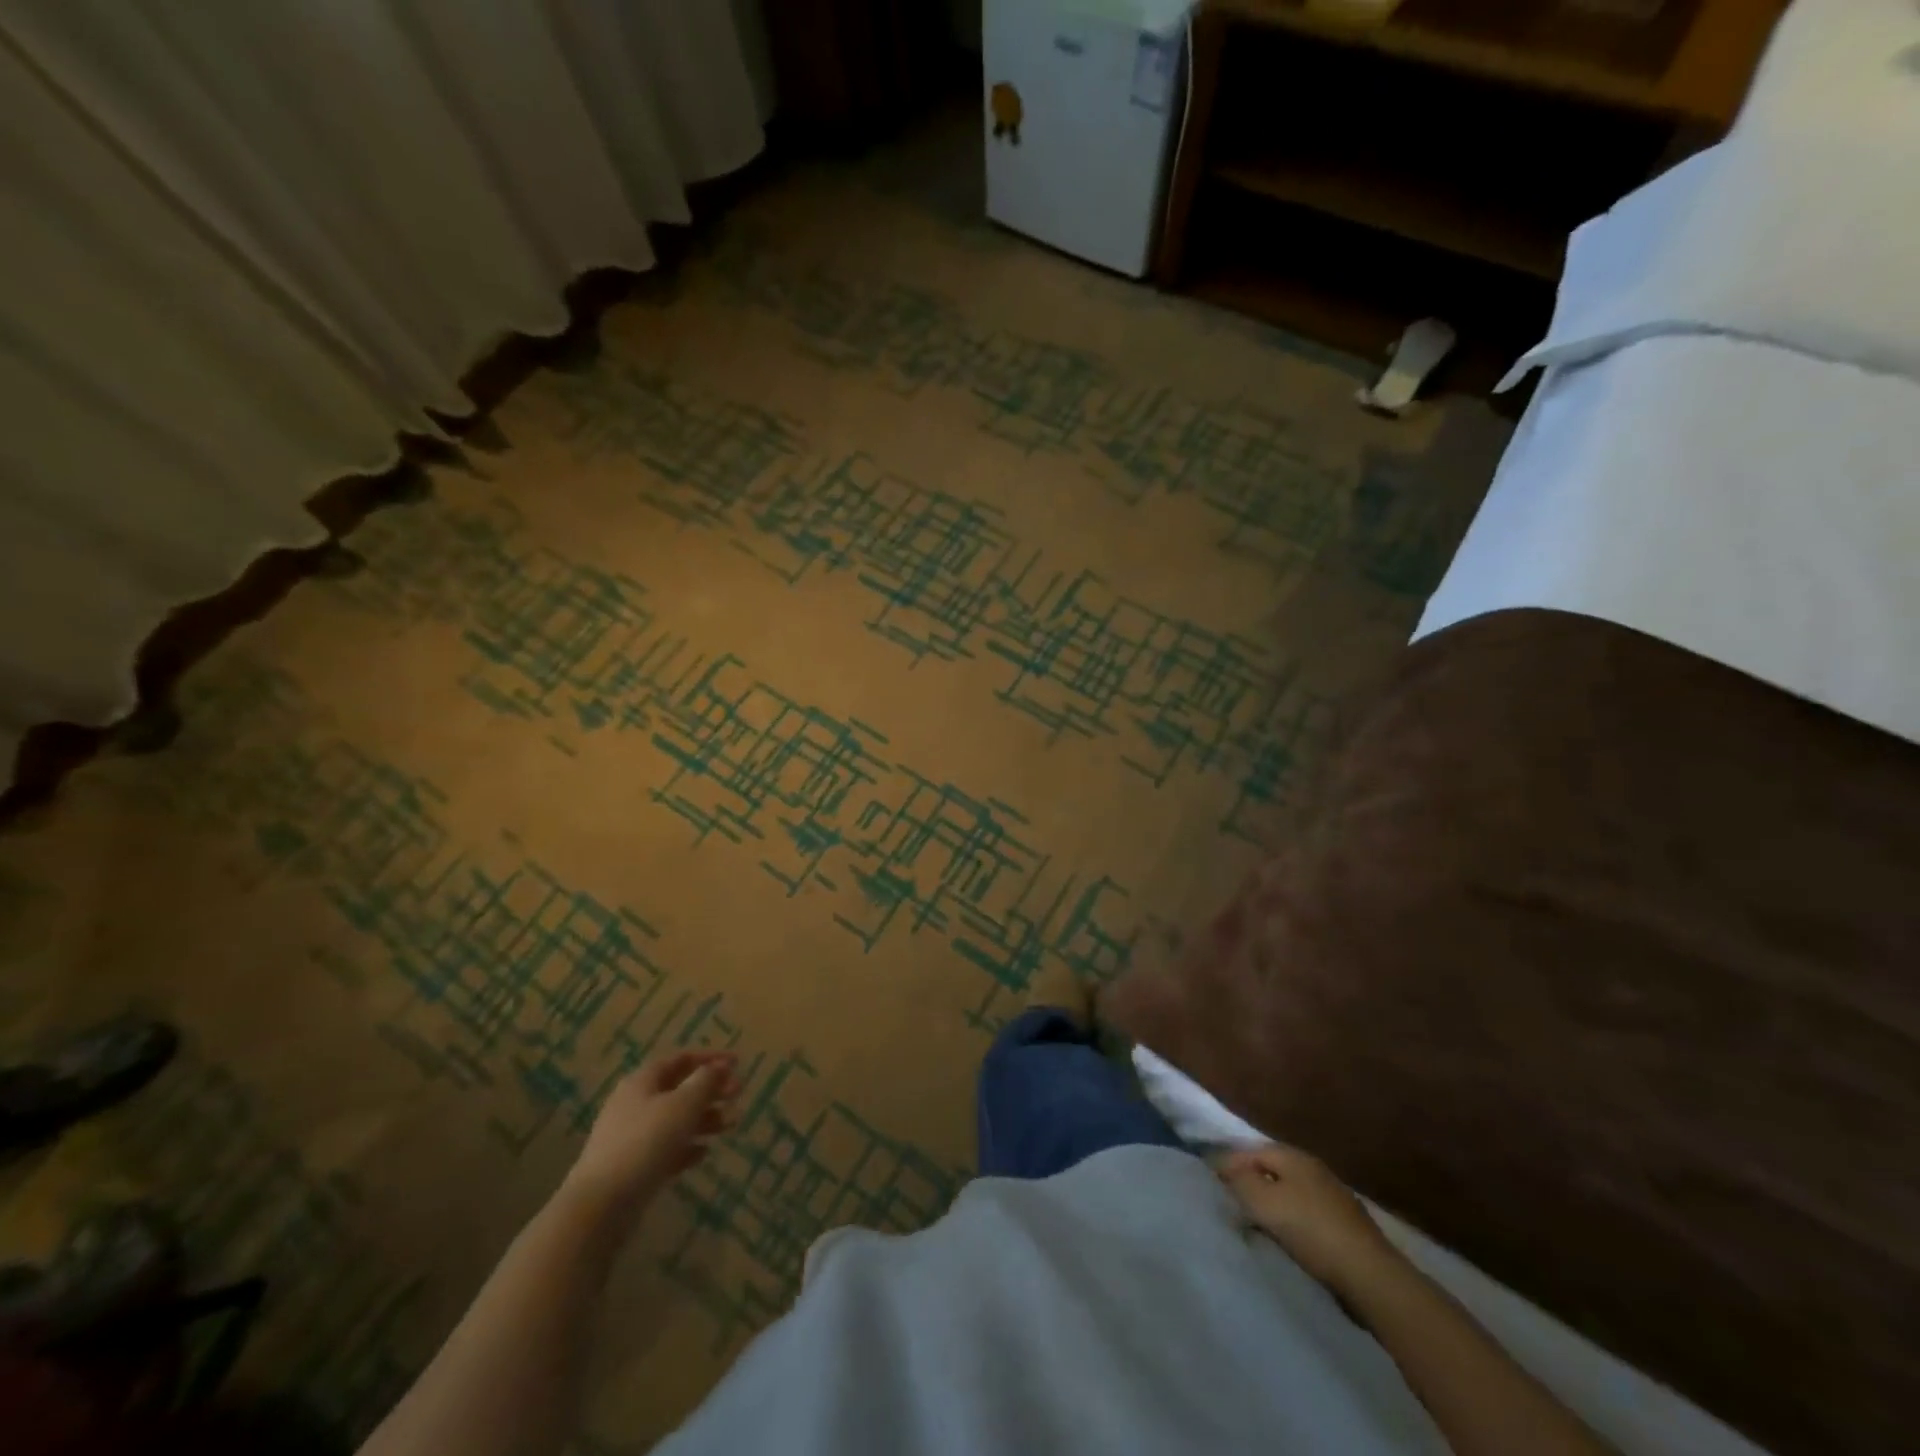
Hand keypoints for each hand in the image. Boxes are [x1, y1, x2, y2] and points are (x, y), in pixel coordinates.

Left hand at [565, 1050, 740, 1210]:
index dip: (710, 1058)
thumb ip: (705, 1082)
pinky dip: (687, 1147)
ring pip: (676, 1119)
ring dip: (705, 1118)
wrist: (601, 1205)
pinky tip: (704, 1153)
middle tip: (738, 1094)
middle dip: (711, 1090)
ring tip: (731, 1125)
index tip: (738, 1063)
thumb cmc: (645, 1142)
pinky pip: (666, 1148)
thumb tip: (719, 1066)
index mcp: (643, 1081)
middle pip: (680, 1089)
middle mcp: (636, 1103)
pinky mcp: (633, 1166)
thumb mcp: (682, 1105)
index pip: (681, 1059)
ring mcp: (632, 1136)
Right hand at [1216, 1144, 1398, 1299]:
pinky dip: (1290, 1220)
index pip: (1250, 1151)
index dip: (1228, 1165)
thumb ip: (1238, 1181)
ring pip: (1289, 1192)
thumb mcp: (1263, 1202)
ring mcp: (1333, 1196)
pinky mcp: (1345, 1225)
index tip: (1210, 1184)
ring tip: (1253, 1223)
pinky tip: (1285, 1238)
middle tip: (1229, 1203)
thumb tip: (1220, 1166)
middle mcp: (1313, 1168)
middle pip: (1270, 1170)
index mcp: (1293, 1156)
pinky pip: (1305, 1213)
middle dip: (1249, 1183)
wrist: (1371, 1277)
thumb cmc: (1311, 1231)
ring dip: (1270, 1203)